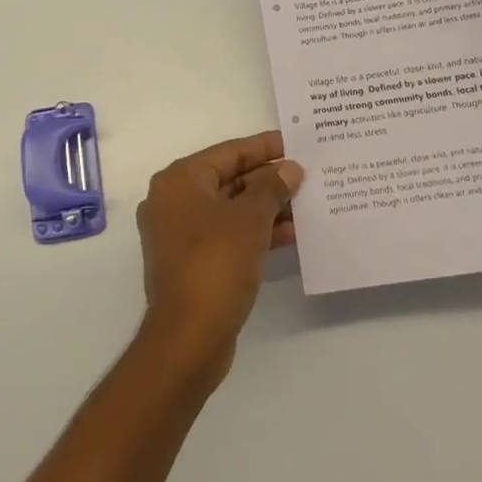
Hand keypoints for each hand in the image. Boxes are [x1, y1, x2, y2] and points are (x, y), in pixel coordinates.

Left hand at [135, 132, 302, 385]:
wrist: (188, 338)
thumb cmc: (215, 264)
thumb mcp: (250, 220)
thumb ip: (271, 188)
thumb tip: (290, 169)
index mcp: (180, 181)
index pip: (229, 152)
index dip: (265, 147)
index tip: (296, 143)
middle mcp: (174, 201)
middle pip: (229, 178)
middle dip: (268, 179)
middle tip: (307, 175)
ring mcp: (180, 233)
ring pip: (230, 208)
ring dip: (266, 207)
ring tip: (306, 204)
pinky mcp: (192, 261)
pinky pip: (228, 234)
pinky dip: (255, 232)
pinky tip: (291, 234)